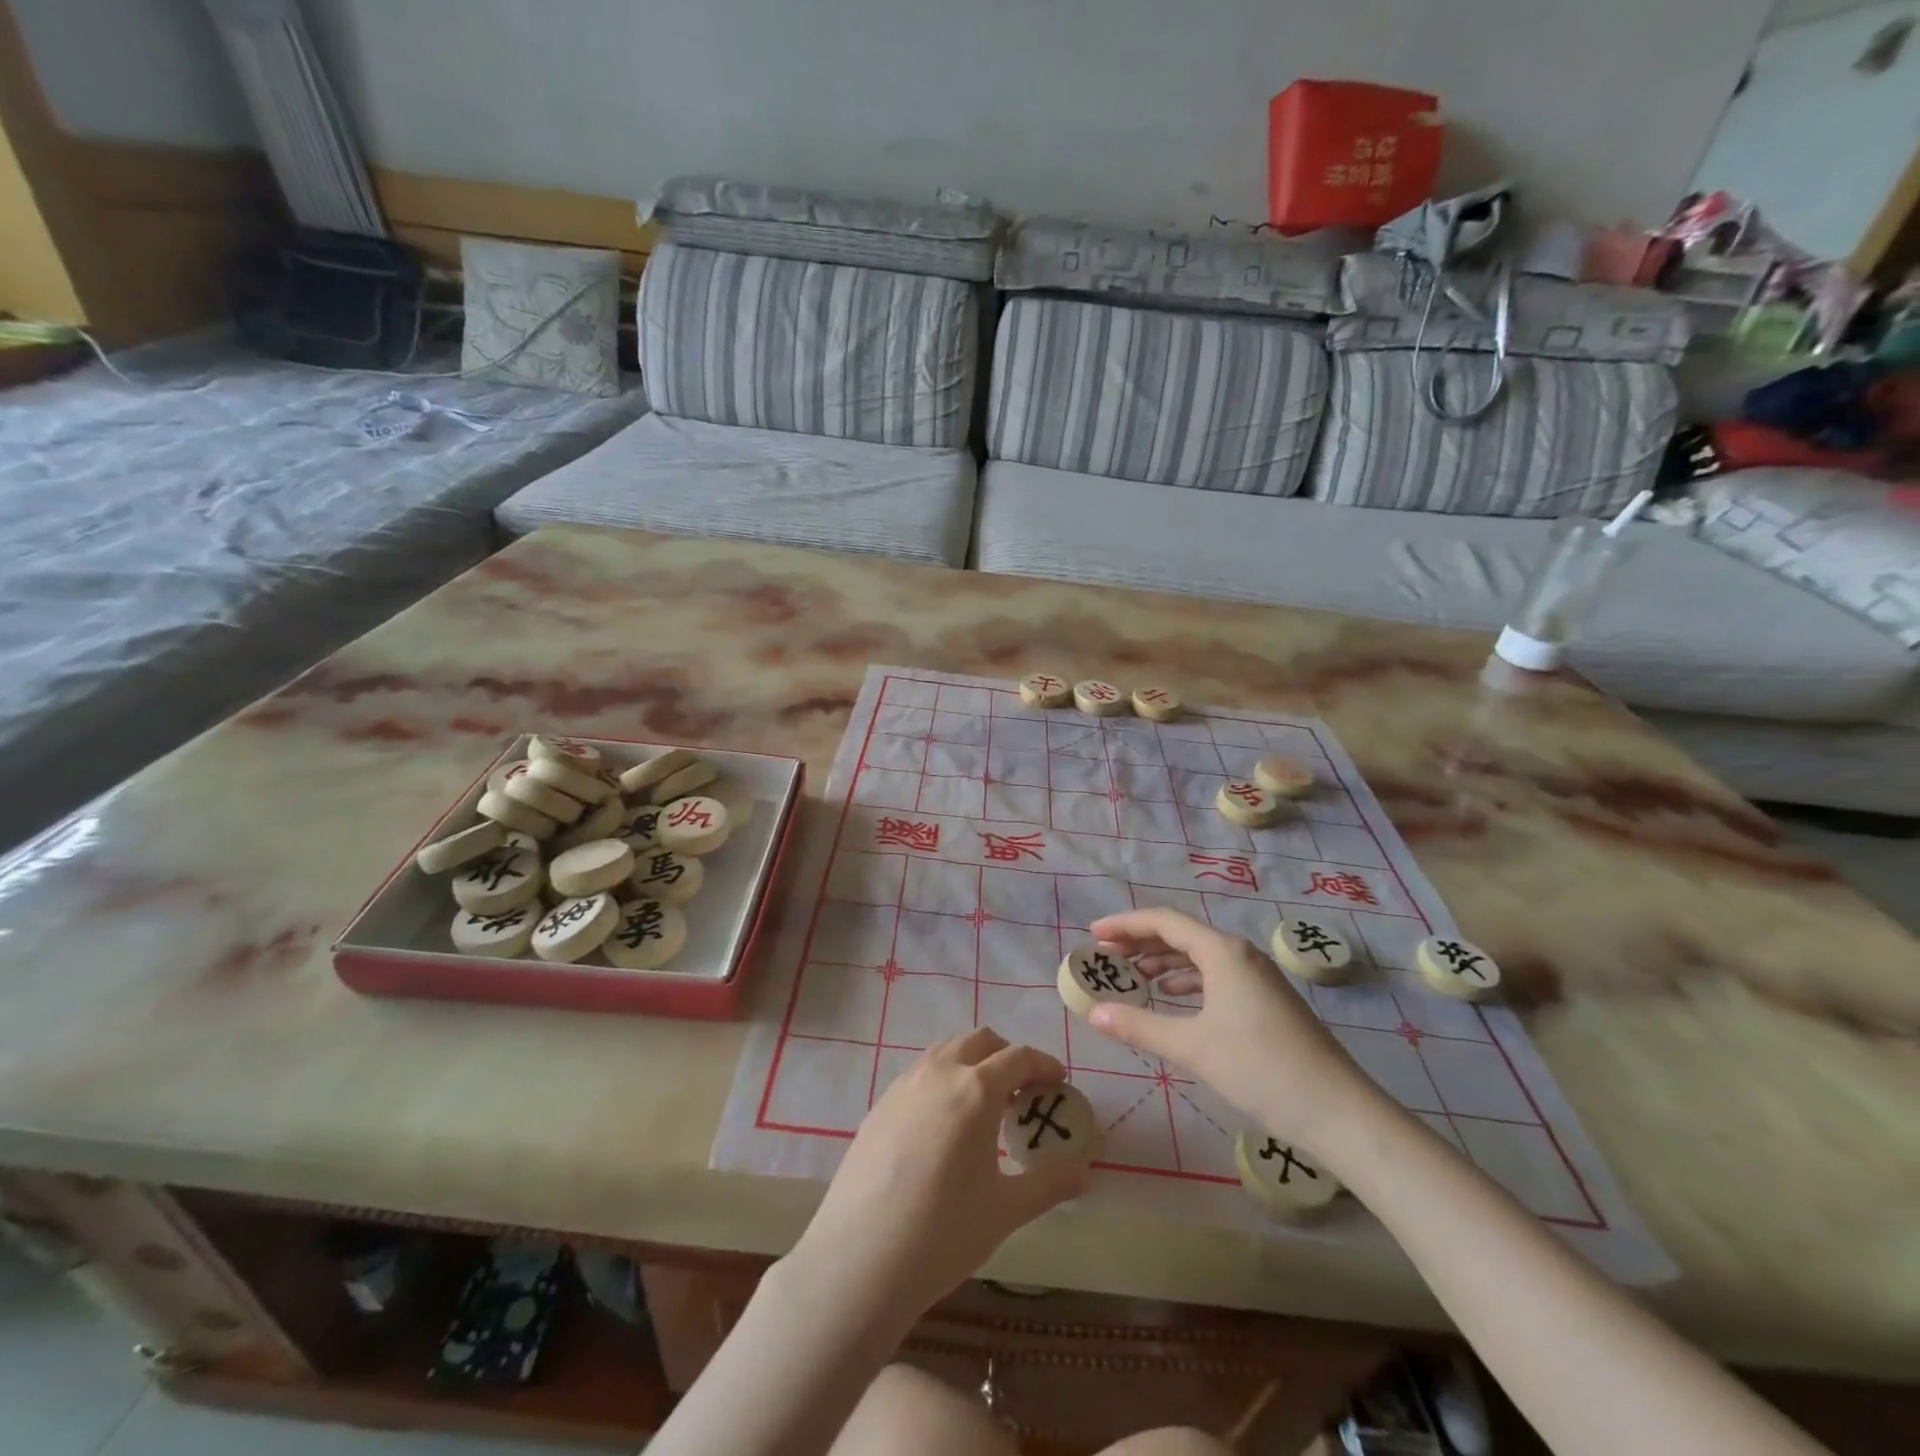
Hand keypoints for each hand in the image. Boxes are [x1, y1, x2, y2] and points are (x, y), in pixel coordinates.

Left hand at [785, 1027, 1088, 1330]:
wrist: (859, 1260)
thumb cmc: (942, 1234)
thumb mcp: (1006, 1210)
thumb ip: (1049, 1183)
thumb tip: (1084, 1170)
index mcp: (975, 1088)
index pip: (1019, 1057)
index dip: (1044, 1065)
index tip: (1058, 1083)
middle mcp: (939, 1072)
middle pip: (981, 1041)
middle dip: (1008, 1056)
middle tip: (1023, 1092)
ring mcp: (903, 1084)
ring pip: (946, 1051)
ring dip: (972, 1063)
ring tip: (984, 1107)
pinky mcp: (879, 1104)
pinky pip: (920, 1074)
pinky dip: (943, 1081)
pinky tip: (943, 1127)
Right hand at [1087, 907, 1379, 1154]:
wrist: (1339, 1112)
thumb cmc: (1260, 1069)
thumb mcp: (1192, 1047)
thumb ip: (1139, 1026)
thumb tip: (1093, 1013)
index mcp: (1222, 952)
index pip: (1163, 921)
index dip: (1124, 925)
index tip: (1092, 935)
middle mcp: (1239, 954)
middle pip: (1181, 934)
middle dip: (1140, 942)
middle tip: (1105, 956)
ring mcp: (1257, 976)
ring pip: (1199, 956)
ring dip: (1162, 962)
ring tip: (1132, 977)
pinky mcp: (1266, 1000)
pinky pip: (1215, 975)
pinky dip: (1186, 981)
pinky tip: (1172, 998)